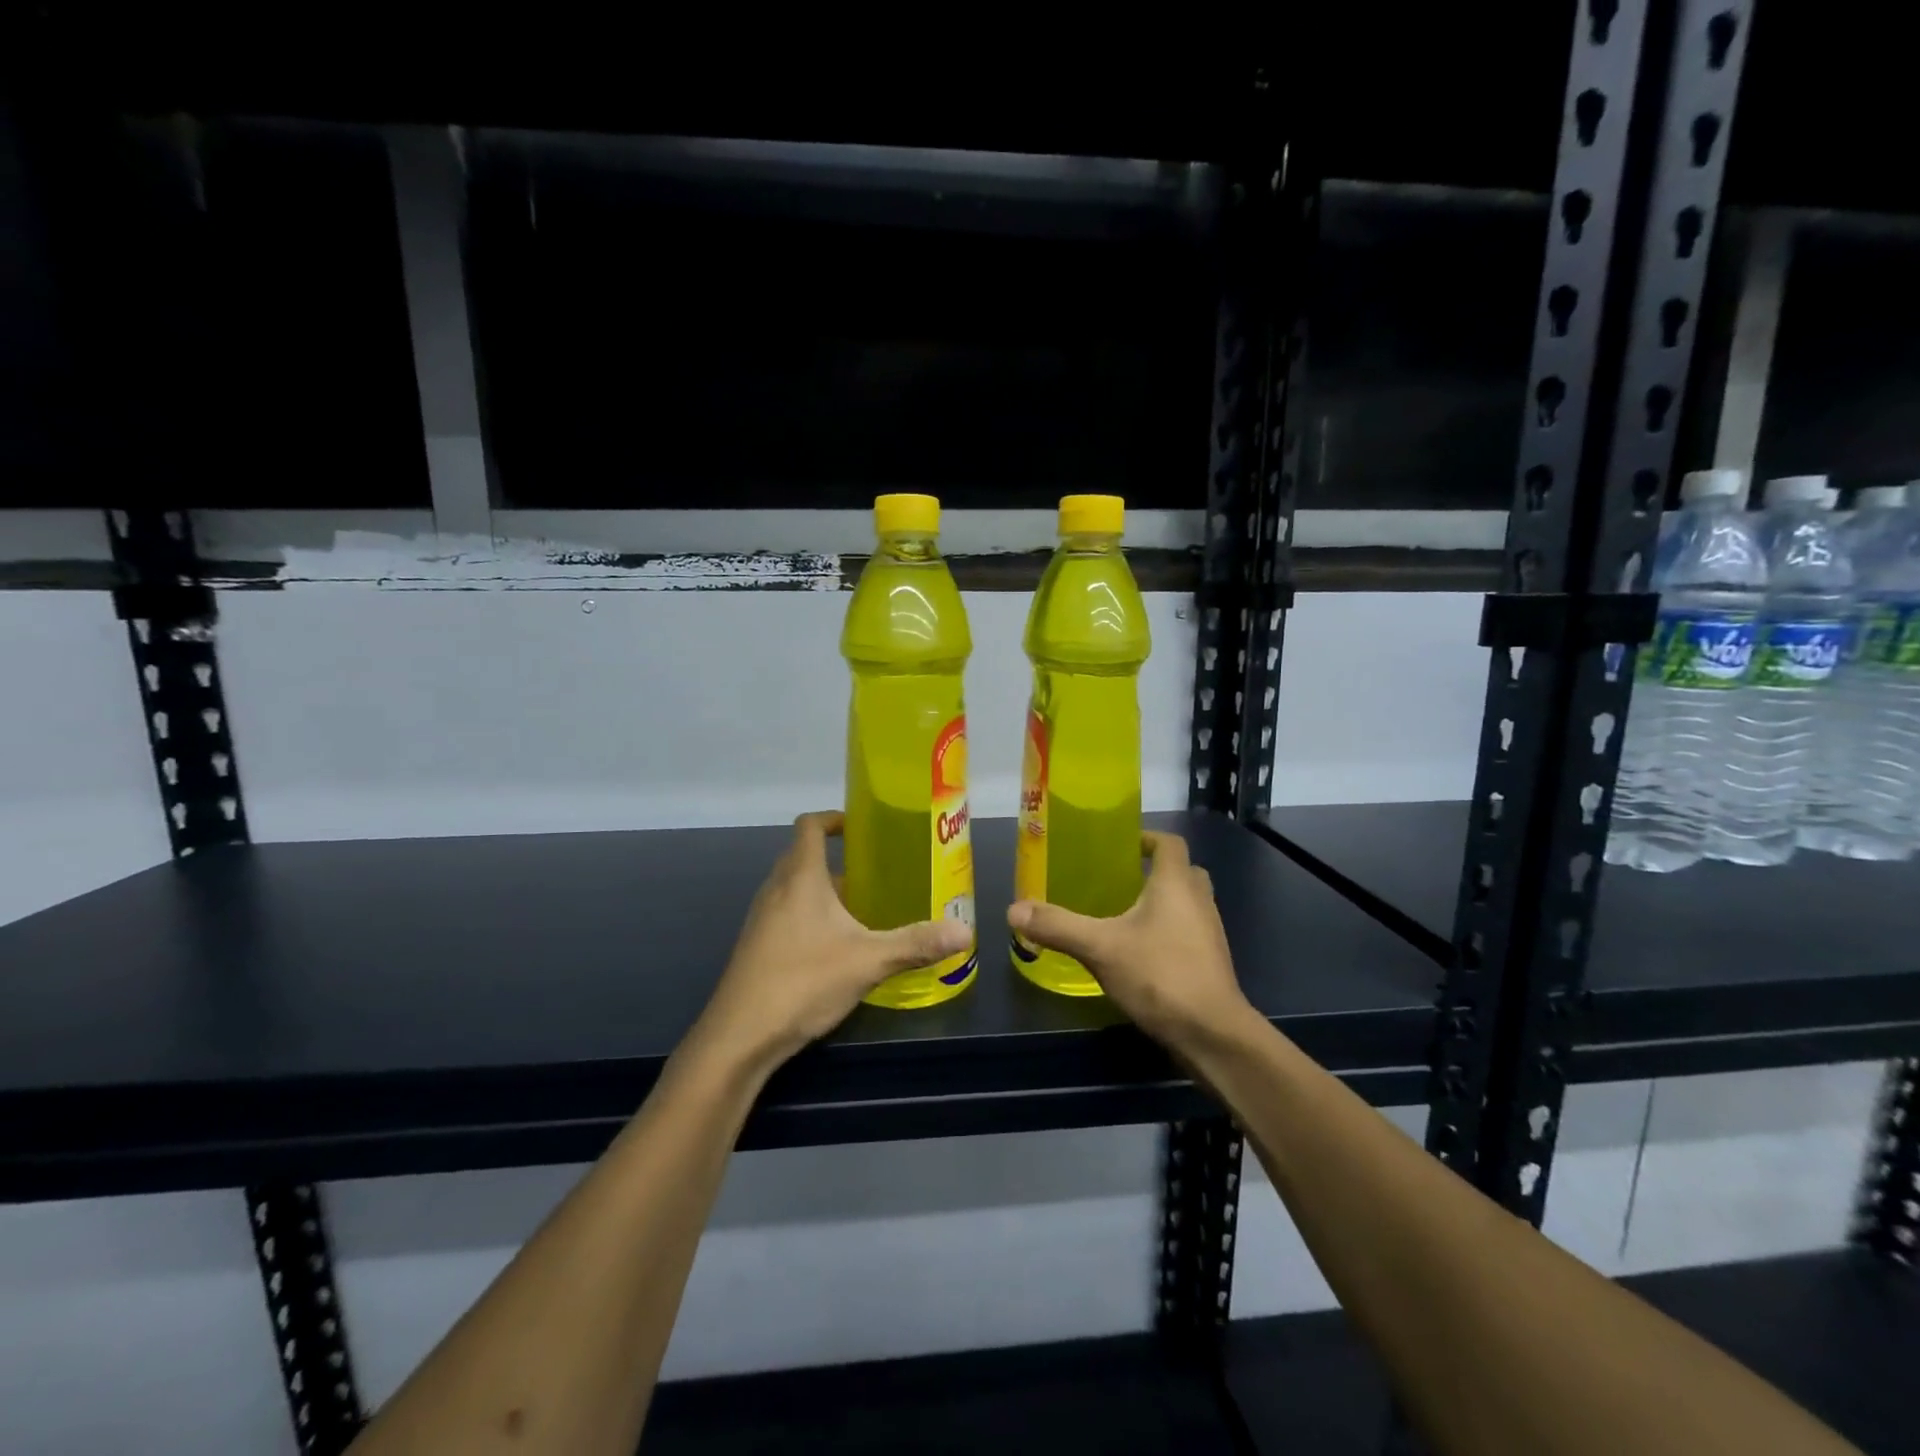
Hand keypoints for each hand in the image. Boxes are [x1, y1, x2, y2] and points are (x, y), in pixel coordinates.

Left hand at [692, 811, 970, 1068]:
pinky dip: (809, 915)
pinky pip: (785, 914)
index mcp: (800, 877)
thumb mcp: (868, 961)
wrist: (739, 1037)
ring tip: (861, 907)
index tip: (862, 828)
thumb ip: (916, 943)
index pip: (810, 826)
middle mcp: (776, 889)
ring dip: (823, 889)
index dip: (834, 819)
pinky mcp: (756, 946)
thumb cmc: (803, 981)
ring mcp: (761, 919)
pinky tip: (835, 946)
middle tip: (875, 871)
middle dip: (836, 858)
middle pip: (802, 855)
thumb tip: (965, 932)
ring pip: (793, 888)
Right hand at [1007, 831, 1253, 1053]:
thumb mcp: (1100, 948)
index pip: (1169, 843)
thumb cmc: (1160, 975)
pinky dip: (1167, 931)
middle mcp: (1199, 901)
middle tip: (1117, 880)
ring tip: (1122, 914)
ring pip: (1187, 904)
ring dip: (1162, 903)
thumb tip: (1013, 909)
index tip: (1120, 845)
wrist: (1212, 1034)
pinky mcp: (1210, 963)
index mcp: (1177, 884)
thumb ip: (1058, 926)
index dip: (1146, 838)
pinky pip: (1188, 932)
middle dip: (1153, 871)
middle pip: (1181, 871)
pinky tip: (1138, 952)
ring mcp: (1210, 934)